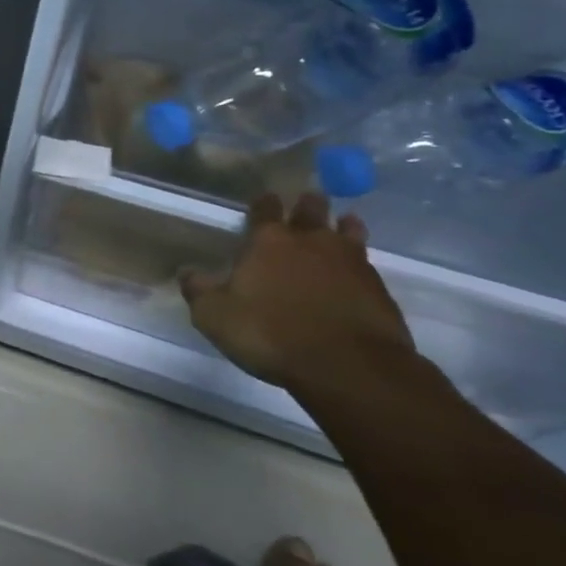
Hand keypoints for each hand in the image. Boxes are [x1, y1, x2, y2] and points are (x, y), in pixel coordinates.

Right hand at [180, 192, 416, 392]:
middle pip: (312, 210)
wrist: (349, 367)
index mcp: (268, 241)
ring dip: (344, 226)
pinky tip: (357, 272)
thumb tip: (186, 273)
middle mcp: (310, 242)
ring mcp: (351, 263)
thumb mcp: (215, 316)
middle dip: (308, 204)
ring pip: (349, 232)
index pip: (265, 209)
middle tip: (308, 200)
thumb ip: (199, 291)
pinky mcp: (379, 290)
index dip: (263, 203)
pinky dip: (360, 264)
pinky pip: (367, 266)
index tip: (264, 199)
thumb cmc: (271, 334)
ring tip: (344, 223)